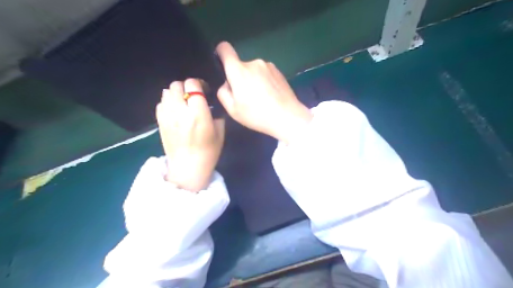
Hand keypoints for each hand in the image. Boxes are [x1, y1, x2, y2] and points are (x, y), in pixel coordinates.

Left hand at [157, 79, 224, 192]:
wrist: (188, 168)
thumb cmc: (209, 151)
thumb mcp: (220, 132)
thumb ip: (216, 114)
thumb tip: (210, 104)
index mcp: (198, 114)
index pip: (193, 85)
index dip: (199, 84)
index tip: (204, 91)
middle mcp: (180, 112)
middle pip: (177, 85)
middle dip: (187, 87)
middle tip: (194, 96)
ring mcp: (167, 117)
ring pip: (167, 92)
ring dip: (177, 93)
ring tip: (184, 102)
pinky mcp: (160, 122)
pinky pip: (161, 103)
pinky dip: (168, 102)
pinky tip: (175, 110)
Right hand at [214, 41, 310, 143]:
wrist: (287, 117)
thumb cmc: (257, 115)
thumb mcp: (232, 110)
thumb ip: (223, 93)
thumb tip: (227, 84)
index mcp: (239, 70)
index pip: (225, 49)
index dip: (220, 53)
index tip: (222, 65)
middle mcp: (253, 63)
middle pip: (240, 66)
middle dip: (240, 78)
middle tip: (247, 97)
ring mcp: (268, 65)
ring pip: (253, 71)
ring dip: (253, 80)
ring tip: (261, 99)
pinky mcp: (279, 71)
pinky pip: (265, 73)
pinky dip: (264, 81)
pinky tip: (270, 96)